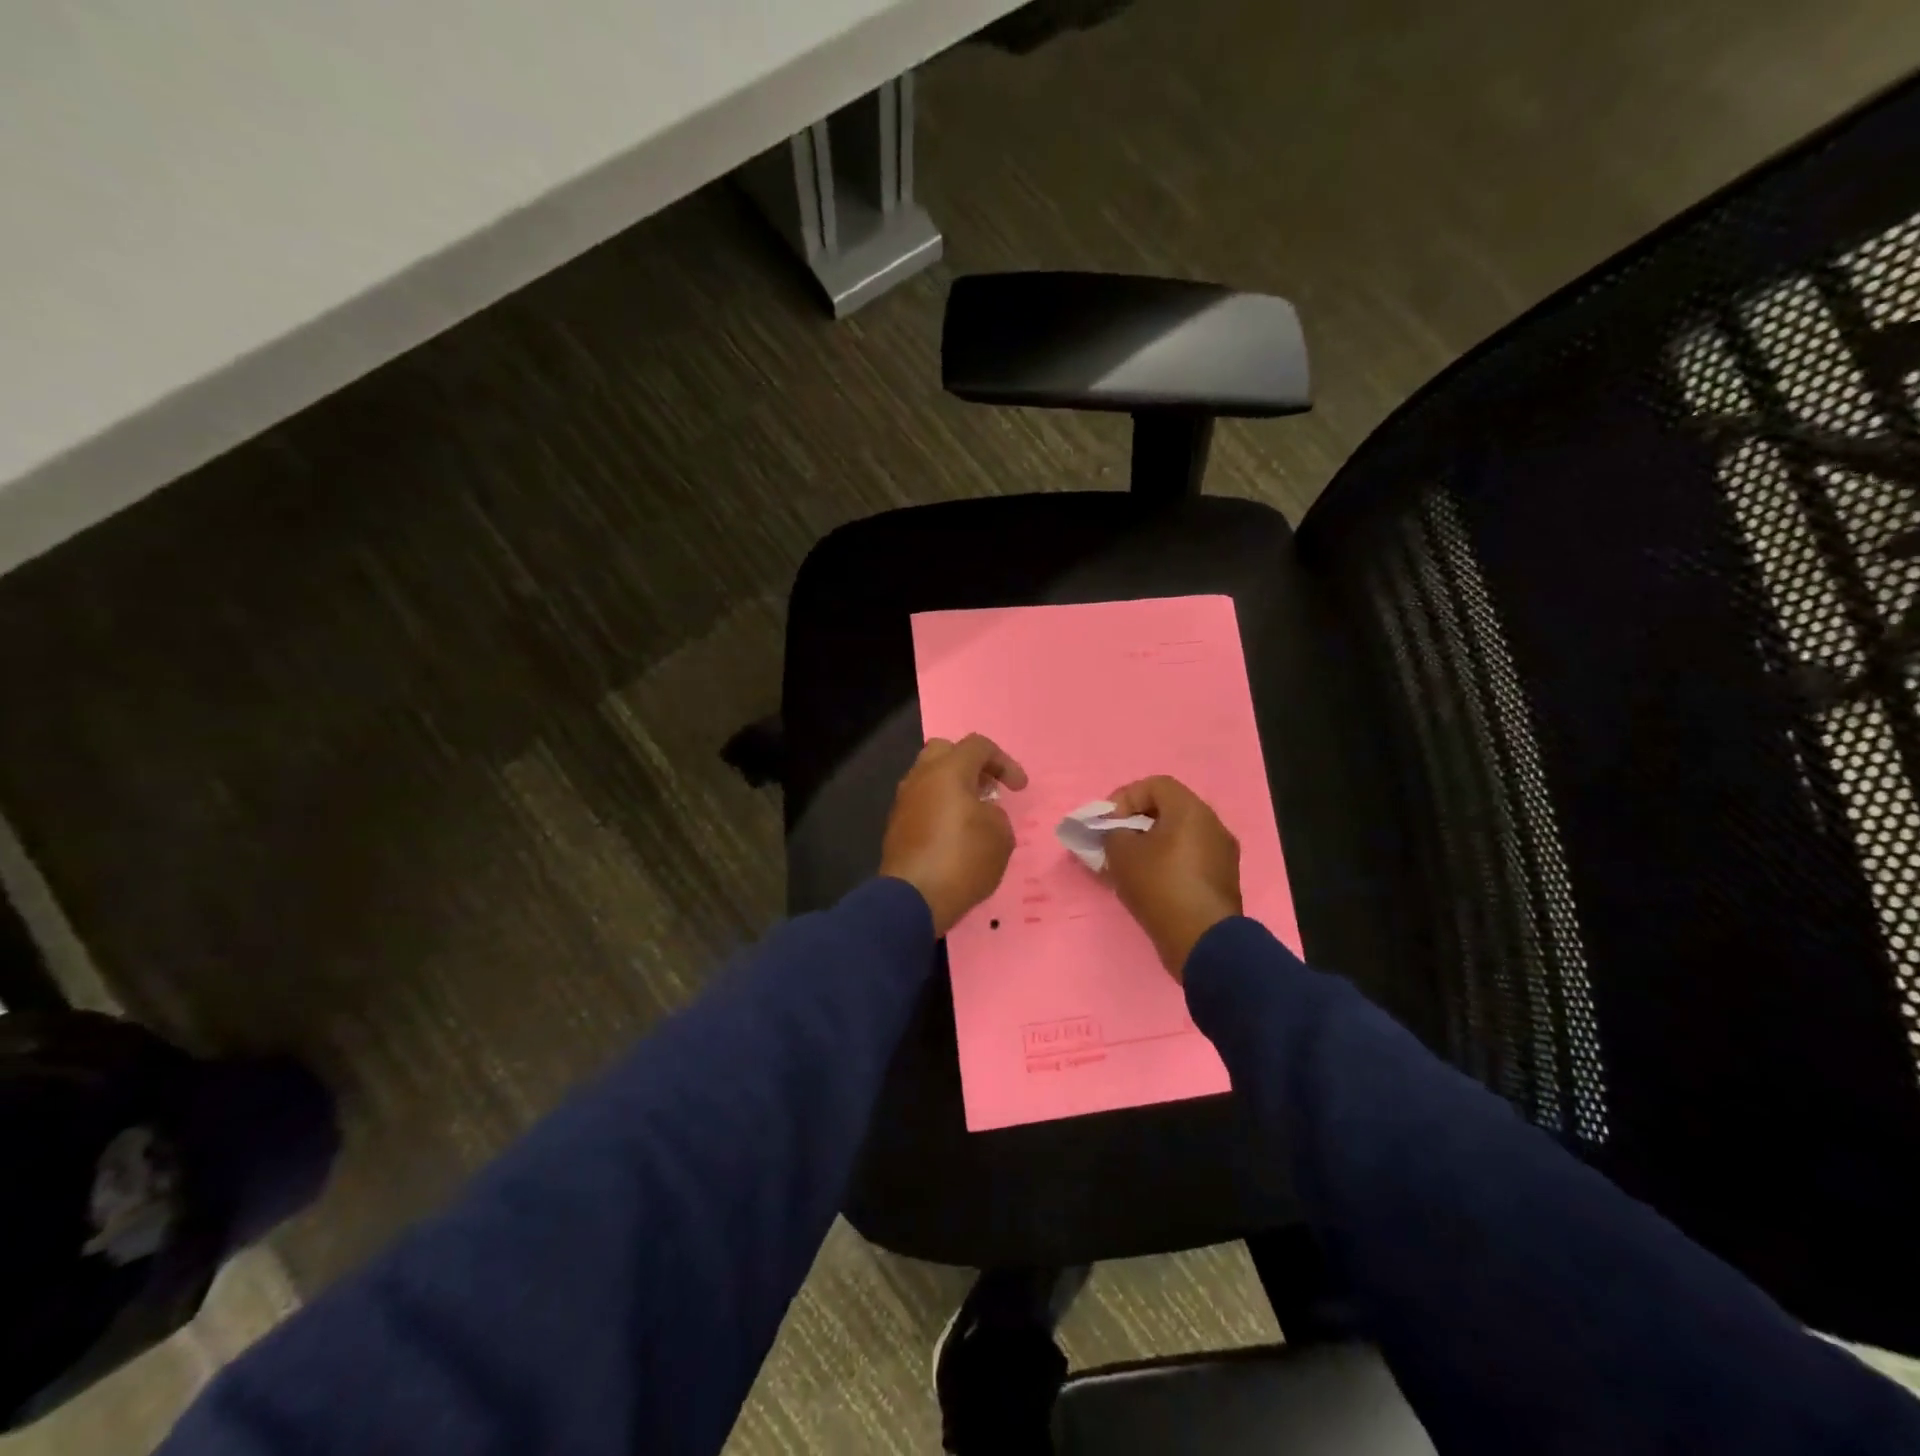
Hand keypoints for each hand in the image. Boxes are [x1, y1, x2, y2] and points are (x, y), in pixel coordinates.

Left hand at [880, 734, 1027, 935]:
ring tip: (974, 813)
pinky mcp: (896, 825)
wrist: (913, 898)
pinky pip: (921, 802)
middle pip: (945, 752)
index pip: (978, 745)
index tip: (1019, 789)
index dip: (1005, 762)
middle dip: (971, 765)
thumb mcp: (1000, 836)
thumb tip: (981, 813)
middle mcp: (921, 777)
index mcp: (948, 770)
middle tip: (988, 788)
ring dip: (953, 787)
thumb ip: (996, 814)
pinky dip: (939, 807)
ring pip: (929, 777)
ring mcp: (904, 801)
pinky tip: (954, 832)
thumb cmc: (963, 860)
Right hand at [1102, 776, 1241, 980]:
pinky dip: (1167, 863)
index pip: (1155, 785)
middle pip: (1169, 810)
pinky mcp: (1222, 880)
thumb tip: (1117, 834)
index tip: (1108, 823)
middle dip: (1136, 822)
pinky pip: (1189, 859)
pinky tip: (1149, 884)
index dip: (1125, 797)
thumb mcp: (1122, 854)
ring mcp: (1222, 854)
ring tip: (1129, 866)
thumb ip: (1112, 834)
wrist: (1202, 941)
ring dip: (1151, 845)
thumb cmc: (1160, 886)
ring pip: (1179, 837)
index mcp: (1191, 810)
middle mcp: (1213, 825)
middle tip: (1115, 842)